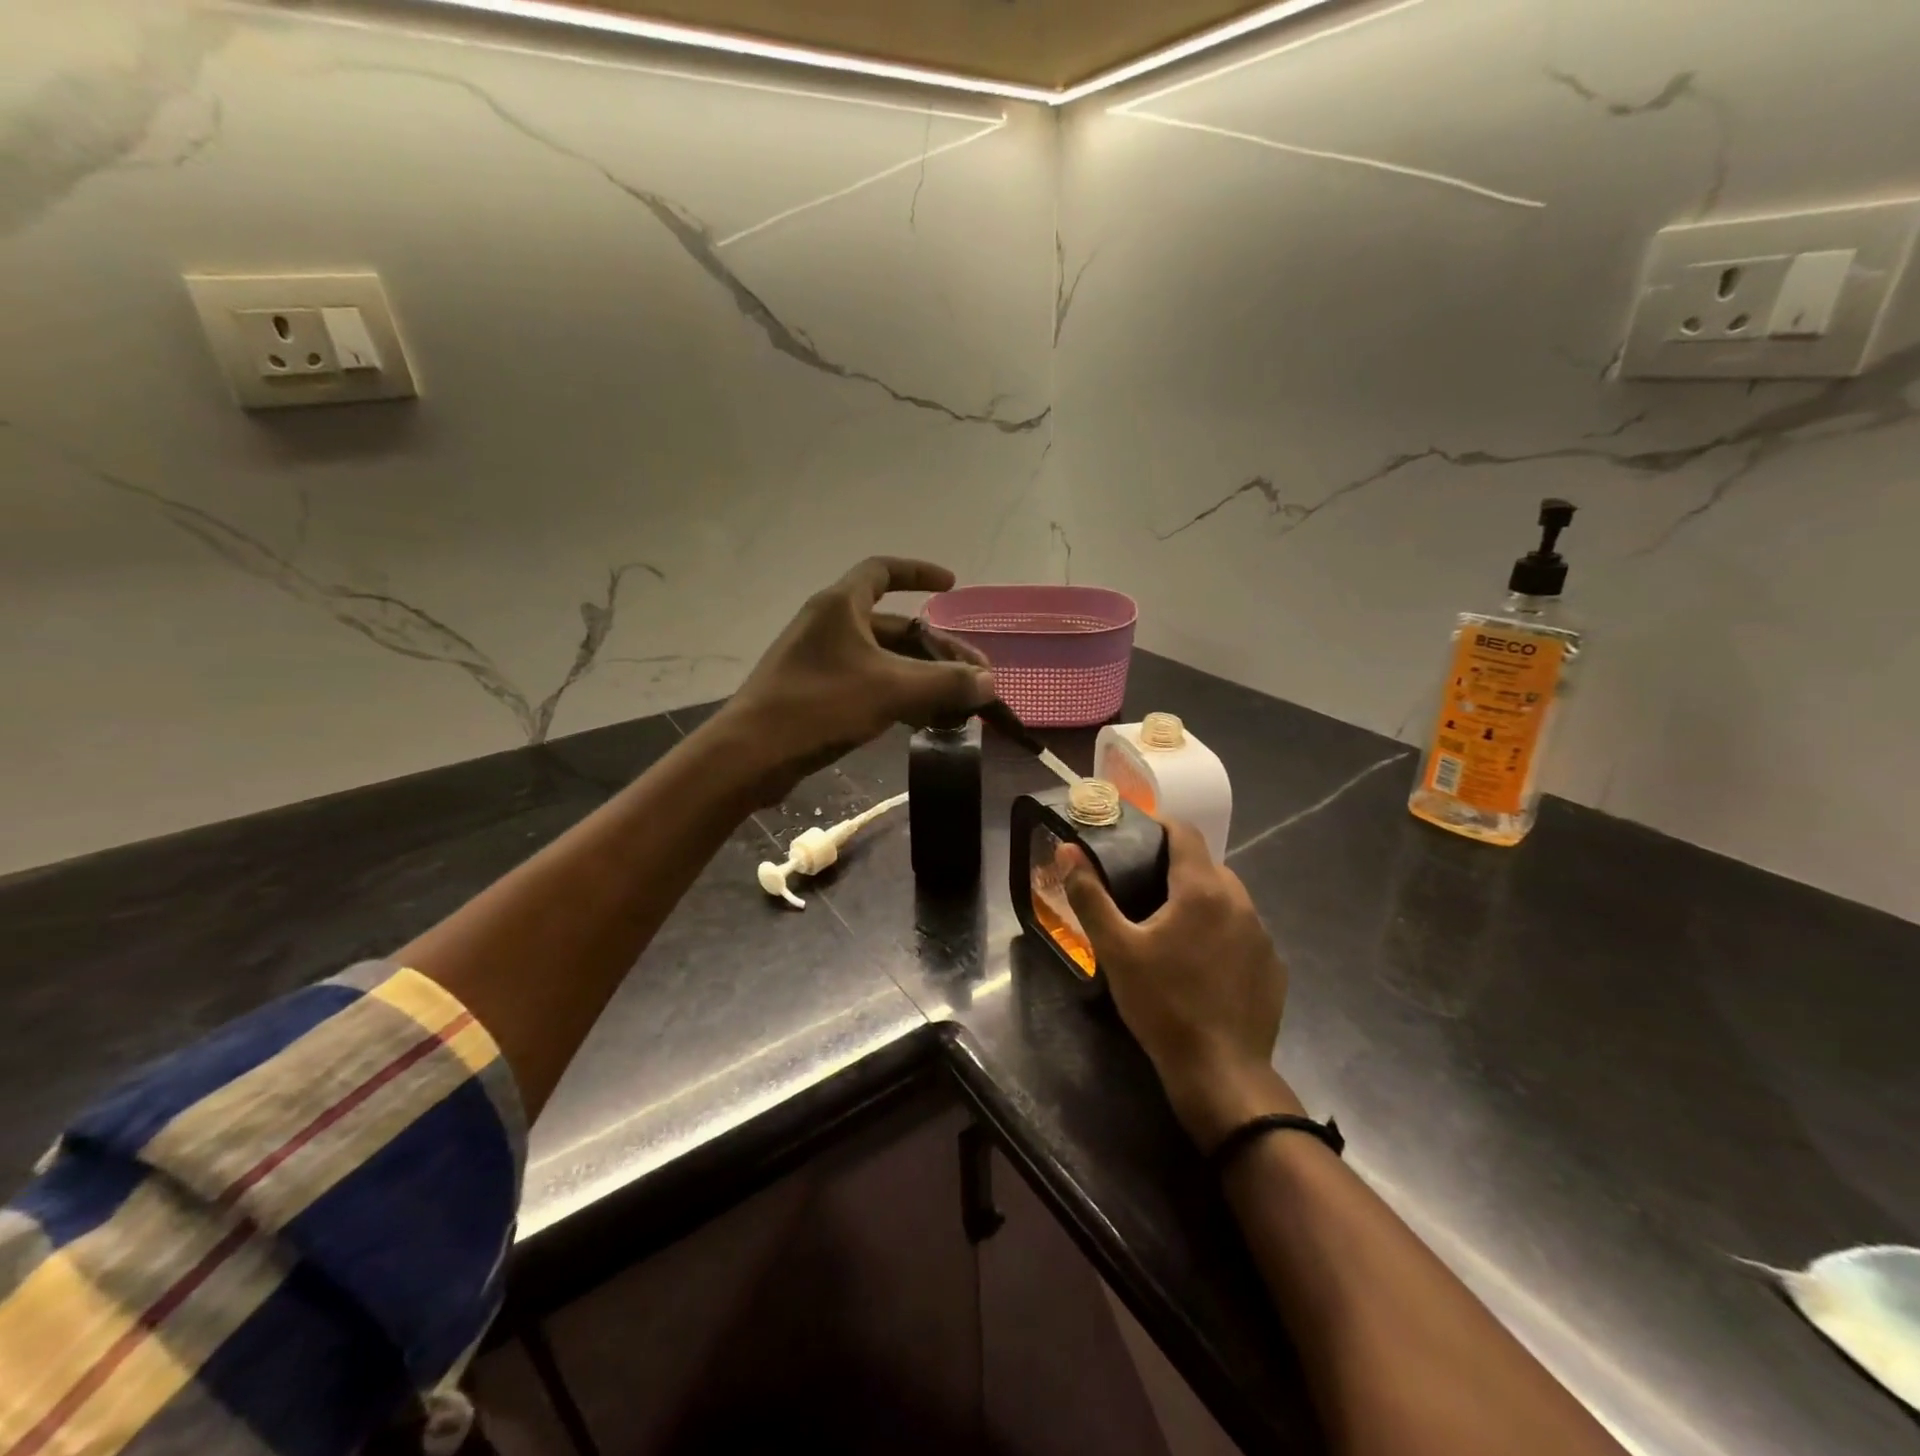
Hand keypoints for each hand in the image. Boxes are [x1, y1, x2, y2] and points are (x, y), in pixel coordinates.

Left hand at [710, 557, 994, 803]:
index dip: (919, 573)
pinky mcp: (815, 693)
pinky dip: (898, 696)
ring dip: (921, 677)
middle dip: (937, 649)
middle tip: (974, 676)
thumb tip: (989, 682)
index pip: (883, 571)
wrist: (751, 754)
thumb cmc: (819, 706)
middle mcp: (829, 626)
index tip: (951, 585)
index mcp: (840, 606)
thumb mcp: (891, 690)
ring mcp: (819, 661)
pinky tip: (923, 721)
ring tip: (957, 704)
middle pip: (894, 626)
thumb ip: (945, 683)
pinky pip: (868, 684)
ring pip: (883, 660)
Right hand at [1059, 821, 1300, 1149]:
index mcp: (1202, 889)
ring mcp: (1262, 935)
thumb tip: (1068, 851)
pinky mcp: (1274, 966)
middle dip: (1177, 867)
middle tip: (1143, 888)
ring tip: (1171, 928)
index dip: (1159, 825)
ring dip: (1201, 900)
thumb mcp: (1116, 950)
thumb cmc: (1163, 1004)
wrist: (1221, 1072)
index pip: (1185, 832)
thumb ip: (1090, 896)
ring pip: (1228, 898)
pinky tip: (1202, 964)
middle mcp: (1240, 902)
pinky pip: (1244, 931)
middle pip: (1207, 865)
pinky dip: (1222, 932)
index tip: (1135, 835)